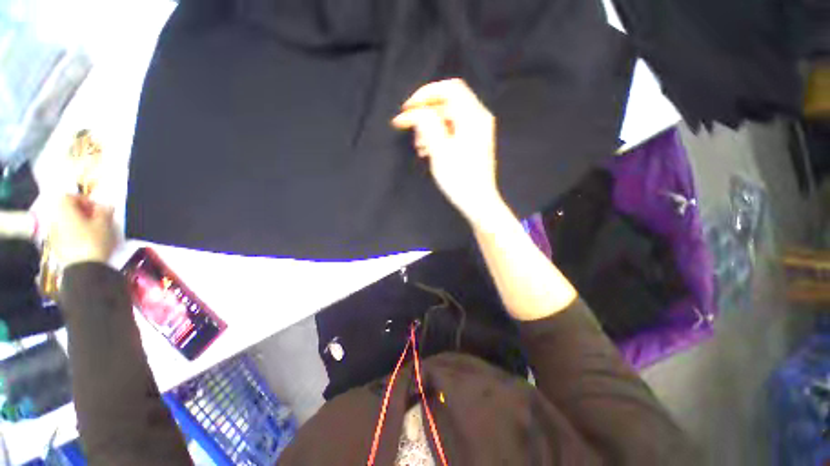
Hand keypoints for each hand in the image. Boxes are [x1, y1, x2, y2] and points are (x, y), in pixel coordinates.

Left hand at [49, 195, 116, 266]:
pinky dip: (74, 235)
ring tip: (93, 232)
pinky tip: (86, 242)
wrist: (84, 269)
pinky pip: (65, 235)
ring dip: (78, 224)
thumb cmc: (94, 241)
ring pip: (65, 224)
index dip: (83, 199)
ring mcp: (53, 235)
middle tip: (97, 219)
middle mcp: (55, 220)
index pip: (69, 196)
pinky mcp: (56, 247)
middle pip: (66, 211)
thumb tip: (106, 206)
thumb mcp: (105, 224)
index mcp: (64, 211)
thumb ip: (104, 212)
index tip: (97, 208)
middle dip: (81, 213)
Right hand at [392, 79, 504, 225]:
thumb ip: (427, 125)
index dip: (425, 94)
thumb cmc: (460, 178)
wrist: (478, 202)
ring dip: (429, 127)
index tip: (408, 108)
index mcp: (473, 116)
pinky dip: (437, 136)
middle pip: (447, 103)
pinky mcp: (472, 142)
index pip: (449, 89)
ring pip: (447, 118)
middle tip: (408, 128)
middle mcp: (477, 118)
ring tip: (419, 146)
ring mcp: (476, 131)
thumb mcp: (440, 150)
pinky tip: (427, 150)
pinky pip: (451, 130)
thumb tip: (416, 111)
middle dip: (425, 114)